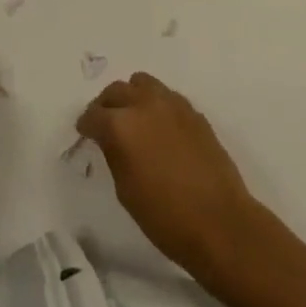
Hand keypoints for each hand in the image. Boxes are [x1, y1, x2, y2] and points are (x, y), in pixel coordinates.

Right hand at [77, 72, 256, 275]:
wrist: (220, 223)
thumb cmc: (165, 217)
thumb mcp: (125, 190)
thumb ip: (114, 154)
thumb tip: (111, 139)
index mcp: (121, 125)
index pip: (93, 115)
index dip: (86, 125)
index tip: (85, 133)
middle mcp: (144, 104)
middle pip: (116, 91)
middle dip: (106, 106)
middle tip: (105, 124)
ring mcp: (171, 104)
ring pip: (142, 83)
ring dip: (132, 96)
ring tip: (133, 117)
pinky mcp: (193, 111)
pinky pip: (166, 96)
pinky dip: (156, 104)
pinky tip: (159, 127)